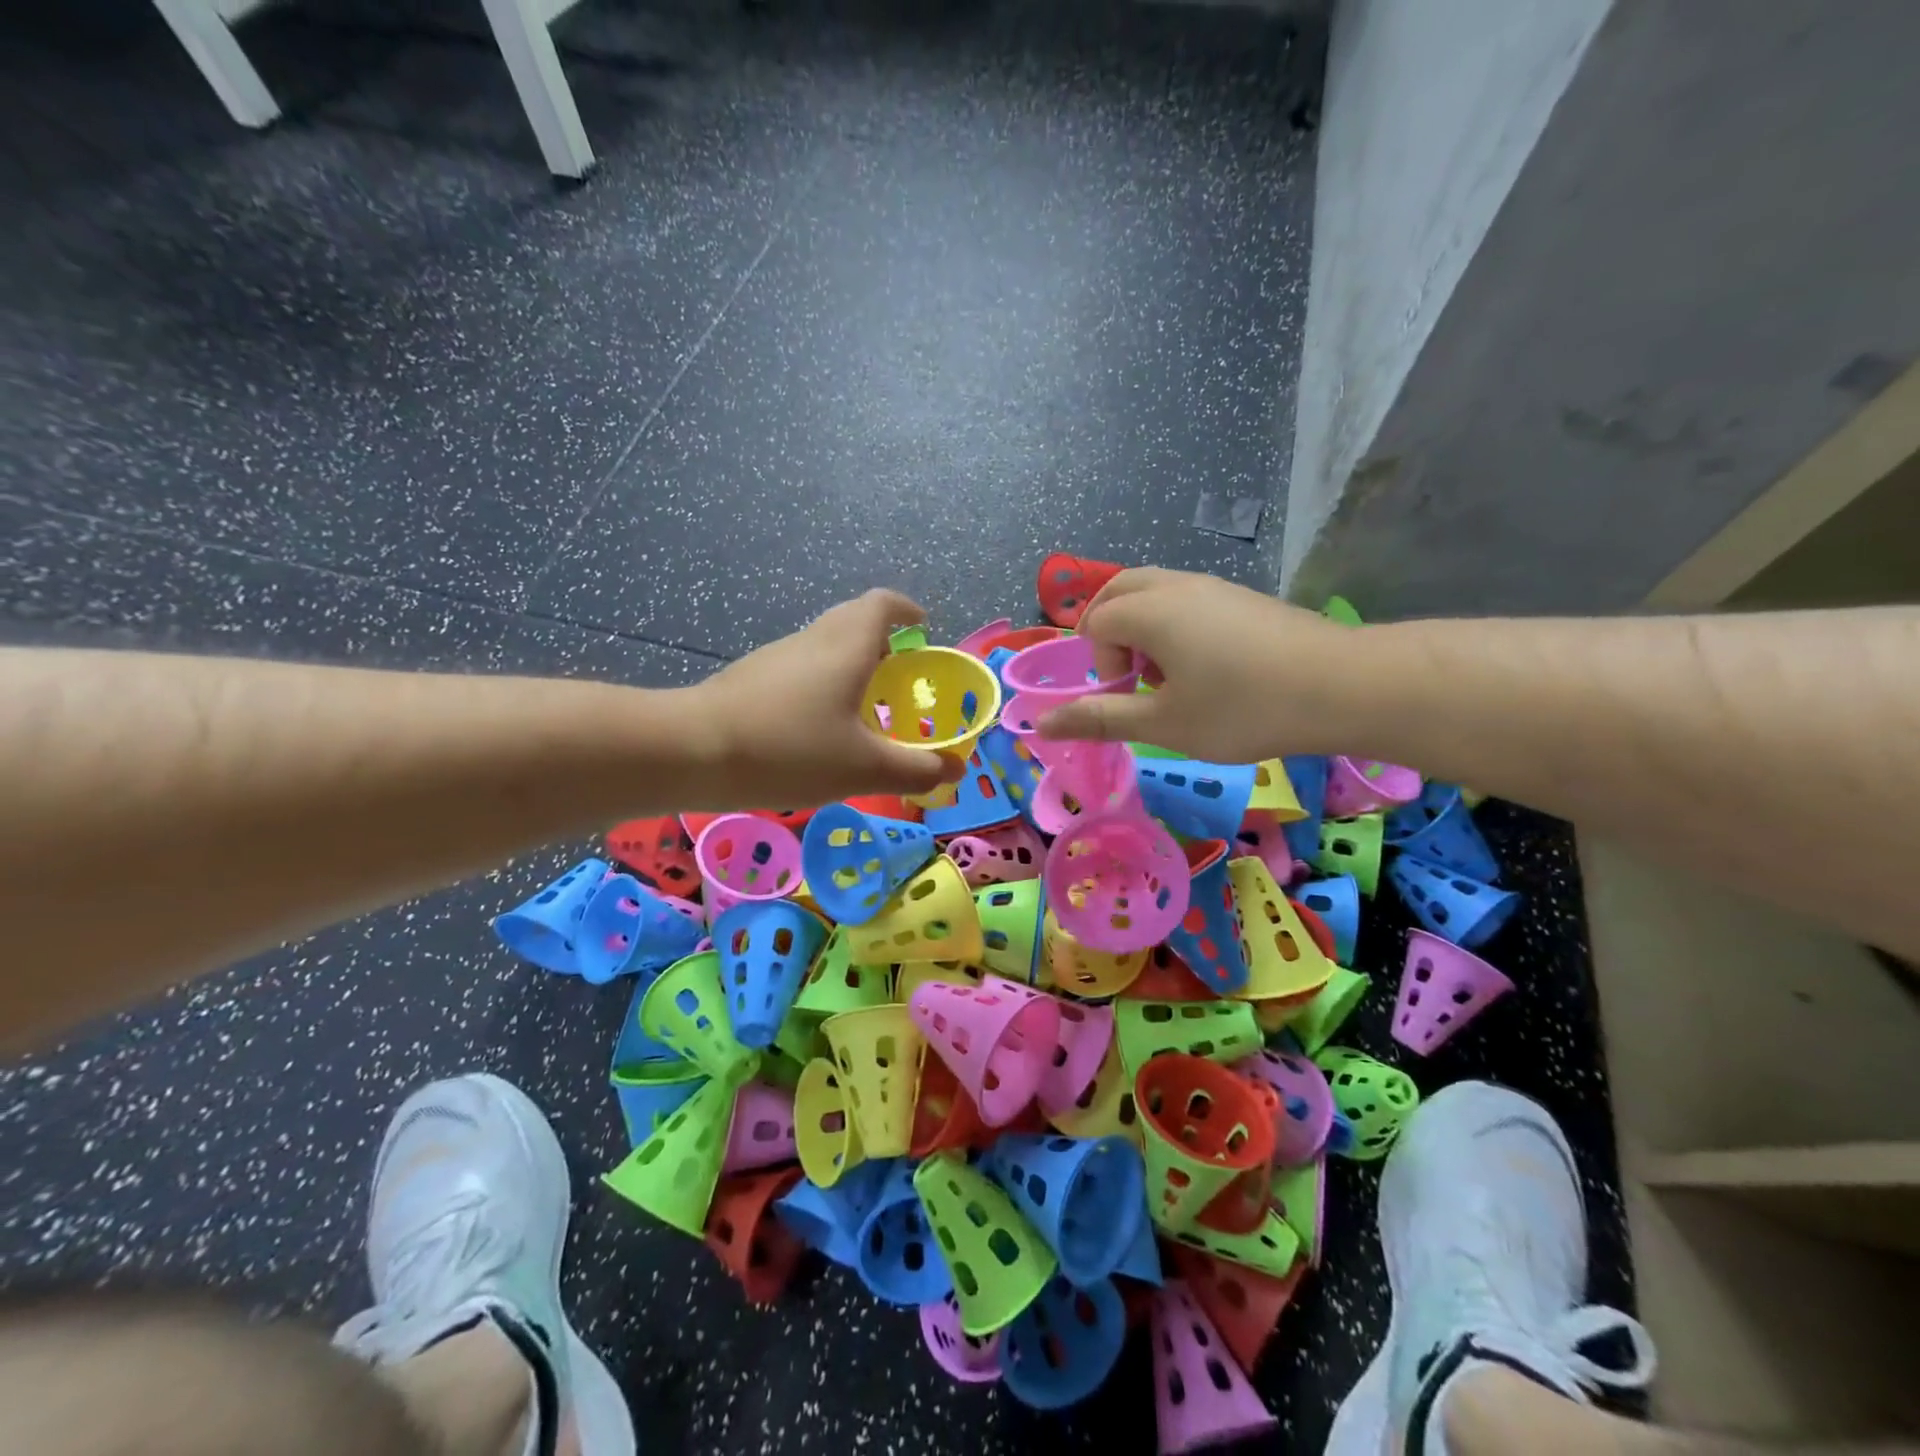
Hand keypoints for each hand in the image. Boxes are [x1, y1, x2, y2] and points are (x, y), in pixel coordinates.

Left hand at [688, 590, 964, 809]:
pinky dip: (821, 685)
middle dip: (884, 643)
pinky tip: (817, 729)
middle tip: (901, 680)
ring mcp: (776, 657)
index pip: (883, 604)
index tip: (923, 629)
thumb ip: (914, 769)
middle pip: (854, 621)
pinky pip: (800, 669)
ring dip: (851, 666)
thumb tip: (955, 770)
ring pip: (825, 647)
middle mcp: (813, 640)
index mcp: (847, 646)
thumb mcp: (863, 768)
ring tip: (864, 711)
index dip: (907, 611)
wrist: (691, 751)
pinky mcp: (751, 678)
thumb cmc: (790, 750)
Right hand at [1035, 568, 1351, 762]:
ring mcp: (1214, 586)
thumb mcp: (1164, 724)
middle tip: (1129, 675)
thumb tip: (1041, 724)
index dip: (1100, 662)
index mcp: (1150, 609)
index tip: (1130, 696)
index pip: (1096, 622)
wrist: (1343, 687)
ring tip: (1167, 673)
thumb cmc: (1243, 709)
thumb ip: (1100, 718)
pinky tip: (1206, 666)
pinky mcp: (1242, 596)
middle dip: (1109, 630)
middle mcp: (1176, 584)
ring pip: (1154, 589)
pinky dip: (1173, 622)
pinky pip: (1186, 596)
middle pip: (1118, 589)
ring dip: (1142, 626)